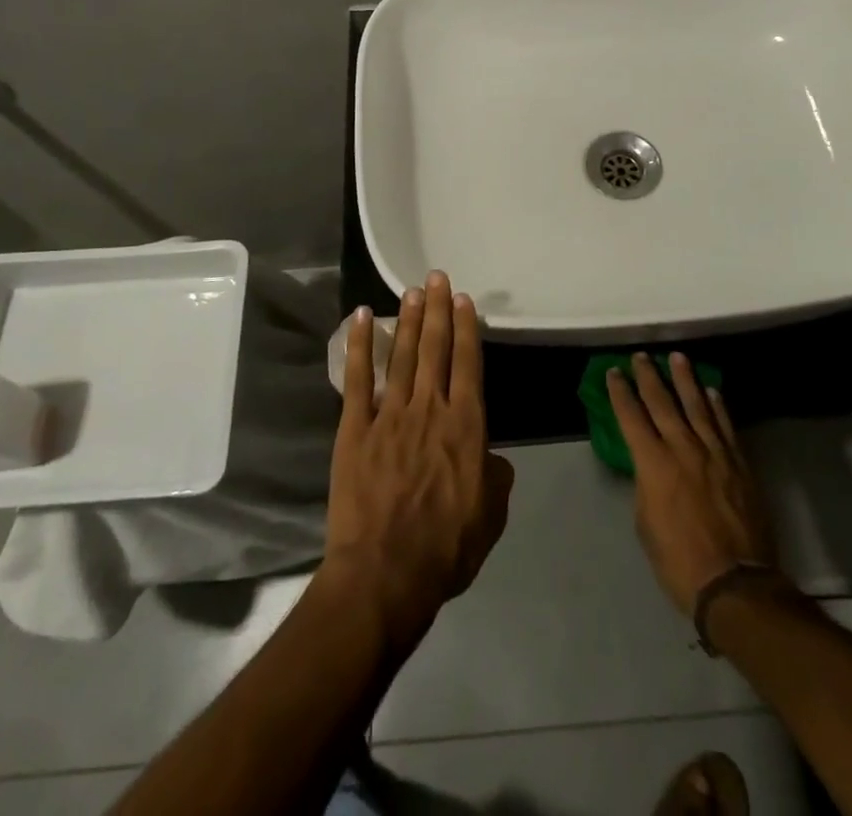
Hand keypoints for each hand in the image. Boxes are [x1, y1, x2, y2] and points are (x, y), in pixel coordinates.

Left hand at [323, 271, 514, 646]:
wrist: (385, 573)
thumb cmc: (445, 549)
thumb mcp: (489, 517)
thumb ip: (496, 479)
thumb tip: (494, 459)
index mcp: (466, 426)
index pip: (468, 364)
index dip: (466, 329)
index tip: (464, 300)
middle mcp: (429, 409)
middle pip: (435, 349)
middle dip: (438, 310)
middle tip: (437, 277)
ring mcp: (389, 415)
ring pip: (402, 355)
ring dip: (408, 320)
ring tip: (412, 291)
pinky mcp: (355, 428)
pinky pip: (358, 379)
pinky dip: (360, 346)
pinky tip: (362, 318)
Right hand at [608, 352, 776, 618]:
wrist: (735, 583)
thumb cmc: (679, 561)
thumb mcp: (646, 524)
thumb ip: (646, 486)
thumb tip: (649, 467)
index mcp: (653, 463)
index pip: (631, 417)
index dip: (620, 393)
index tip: (613, 372)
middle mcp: (682, 448)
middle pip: (662, 402)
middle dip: (648, 376)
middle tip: (641, 356)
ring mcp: (714, 453)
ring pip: (697, 405)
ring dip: (685, 379)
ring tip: (677, 357)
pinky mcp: (739, 463)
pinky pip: (725, 425)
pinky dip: (718, 406)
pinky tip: (712, 391)